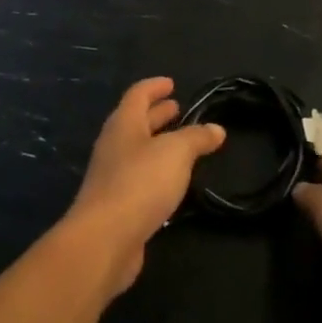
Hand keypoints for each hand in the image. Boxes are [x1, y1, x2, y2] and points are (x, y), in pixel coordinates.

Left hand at [65, 77, 224, 294]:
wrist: (105, 238)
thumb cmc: (140, 183)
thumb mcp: (176, 153)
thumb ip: (196, 138)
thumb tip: (216, 128)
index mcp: (124, 123)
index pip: (138, 94)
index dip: (155, 86)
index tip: (171, 83)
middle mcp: (114, 144)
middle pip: (136, 120)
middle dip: (157, 113)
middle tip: (179, 109)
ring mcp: (112, 174)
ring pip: (138, 149)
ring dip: (158, 142)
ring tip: (182, 143)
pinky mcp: (117, 203)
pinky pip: (139, 176)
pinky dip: (156, 171)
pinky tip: (172, 181)